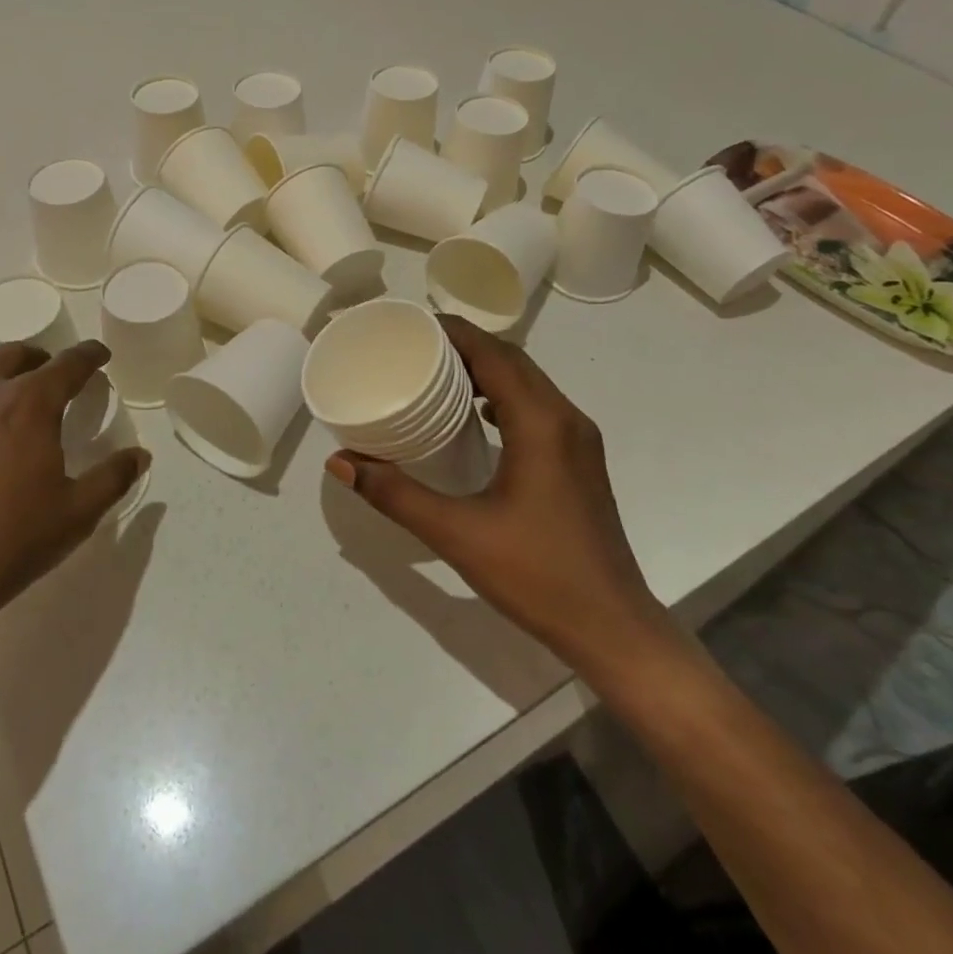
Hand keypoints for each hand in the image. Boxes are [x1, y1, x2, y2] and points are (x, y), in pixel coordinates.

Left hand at [0, 340, 149, 653]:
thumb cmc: (10, 540)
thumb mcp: (76, 514)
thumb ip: (113, 478)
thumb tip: (140, 456)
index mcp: (30, 404)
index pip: (68, 364)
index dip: (89, 355)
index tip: (100, 354)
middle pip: (15, 356)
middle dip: (40, 358)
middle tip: (53, 374)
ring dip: (0, 380)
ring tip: (10, 406)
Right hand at [325, 315, 671, 676]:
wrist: (612, 627)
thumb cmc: (536, 574)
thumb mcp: (456, 533)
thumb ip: (395, 494)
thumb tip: (340, 463)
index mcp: (540, 422)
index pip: (493, 354)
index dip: (452, 332)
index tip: (410, 325)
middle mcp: (565, 418)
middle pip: (512, 360)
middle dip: (465, 345)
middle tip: (414, 347)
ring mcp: (579, 440)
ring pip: (529, 382)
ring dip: (486, 368)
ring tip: (438, 374)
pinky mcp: (580, 461)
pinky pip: (538, 406)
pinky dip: (504, 395)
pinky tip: (477, 417)